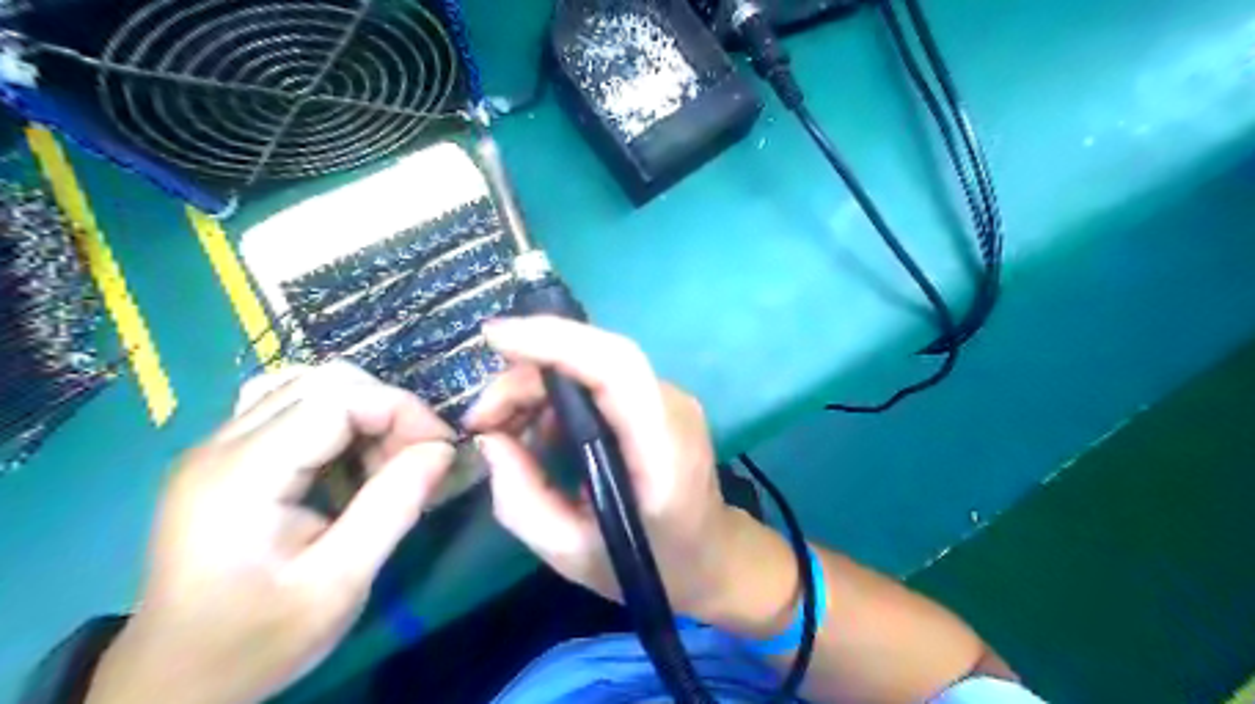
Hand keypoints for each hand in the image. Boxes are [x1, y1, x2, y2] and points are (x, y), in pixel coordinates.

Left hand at [87, 363, 459, 703]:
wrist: (174, 681)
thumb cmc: (258, 639)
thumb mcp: (338, 584)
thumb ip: (393, 508)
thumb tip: (443, 450)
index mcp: (242, 474)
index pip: (337, 397)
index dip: (401, 409)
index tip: (442, 448)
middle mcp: (221, 443)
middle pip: (324, 382)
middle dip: (387, 409)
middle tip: (417, 458)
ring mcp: (216, 446)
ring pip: (309, 386)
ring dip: (364, 412)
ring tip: (385, 459)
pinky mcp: (224, 456)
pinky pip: (291, 407)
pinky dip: (337, 420)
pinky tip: (348, 458)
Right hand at [465, 317, 782, 622]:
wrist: (712, 556)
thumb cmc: (650, 565)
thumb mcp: (572, 554)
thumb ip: (521, 499)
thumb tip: (489, 439)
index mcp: (663, 449)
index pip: (617, 367)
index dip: (557, 341)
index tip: (496, 338)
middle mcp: (672, 407)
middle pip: (596, 358)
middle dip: (528, 375)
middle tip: (482, 419)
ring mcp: (669, 398)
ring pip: (593, 364)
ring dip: (539, 385)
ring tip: (502, 428)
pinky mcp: (657, 400)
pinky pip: (599, 380)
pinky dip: (558, 395)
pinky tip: (537, 429)